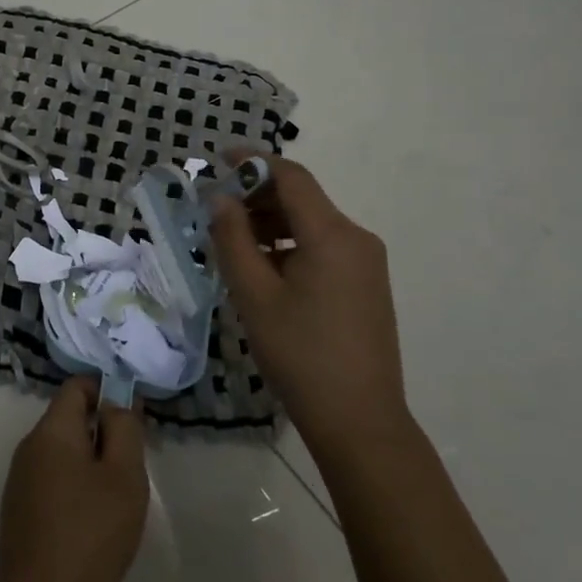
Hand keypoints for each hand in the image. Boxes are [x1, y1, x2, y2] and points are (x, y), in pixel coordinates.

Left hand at [0, 378, 148, 581]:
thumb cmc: (91, 534)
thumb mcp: (124, 476)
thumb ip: (124, 429)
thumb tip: (116, 404)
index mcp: (51, 430)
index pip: (77, 387)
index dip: (107, 392)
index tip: (133, 420)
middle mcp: (29, 446)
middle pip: (69, 419)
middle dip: (102, 432)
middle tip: (132, 466)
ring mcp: (19, 479)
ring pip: (61, 452)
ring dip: (90, 462)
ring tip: (115, 499)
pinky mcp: (18, 509)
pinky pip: (51, 479)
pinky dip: (74, 486)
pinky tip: (91, 523)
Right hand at [209, 154, 409, 457]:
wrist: (360, 421)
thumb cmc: (301, 355)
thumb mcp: (254, 295)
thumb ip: (233, 239)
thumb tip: (220, 199)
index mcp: (333, 234)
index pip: (291, 177)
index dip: (254, 161)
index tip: (218, 159)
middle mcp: (356, 238)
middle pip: (303, 199)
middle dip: (257, 196)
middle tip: (215, 210)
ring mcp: (366, 263)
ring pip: (312, 224)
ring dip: (271, 223)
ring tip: (232, 242)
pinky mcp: (366, 285)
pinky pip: (324, 248)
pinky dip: (290, 245)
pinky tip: (263, 268)